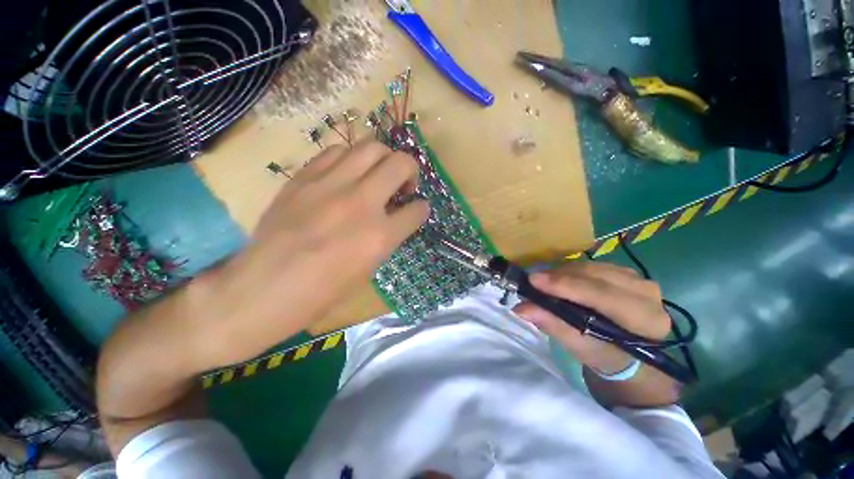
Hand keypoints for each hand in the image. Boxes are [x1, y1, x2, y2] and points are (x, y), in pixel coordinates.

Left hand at [197, 140, 429, 367]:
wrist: (262, 288)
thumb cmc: (322, 292)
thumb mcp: (368, 269)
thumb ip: (388, 238)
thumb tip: (397, 217)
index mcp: (379, 237)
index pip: (417, 210)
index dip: (421, 208)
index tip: (417, 209)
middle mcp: (360, 204)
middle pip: (400, 163)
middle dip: (410, 170)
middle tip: (402, 184)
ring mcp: (330, 186)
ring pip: (371, 147)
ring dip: (382, 159)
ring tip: (376, 174)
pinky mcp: (304, 177)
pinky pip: (336, 151)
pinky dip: (351, 159)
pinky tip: (347, 174)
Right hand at [514, 262, 680, 406]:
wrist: (626, 354)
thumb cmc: (604, 355)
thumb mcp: (578, 346)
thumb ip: (552, 324)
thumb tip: (521, 308)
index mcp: (646, 320)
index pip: (602, 295)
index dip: (566, 286)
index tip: (533, 281)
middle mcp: (648, 294)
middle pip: (597, 276)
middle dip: (561, 277)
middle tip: (533, 281)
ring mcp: (639, 280)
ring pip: (594, 267)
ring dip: (565, 273)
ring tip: (544, 282)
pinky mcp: (627, 273)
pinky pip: (594, 265)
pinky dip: (573, 270)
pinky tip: (560, 279)